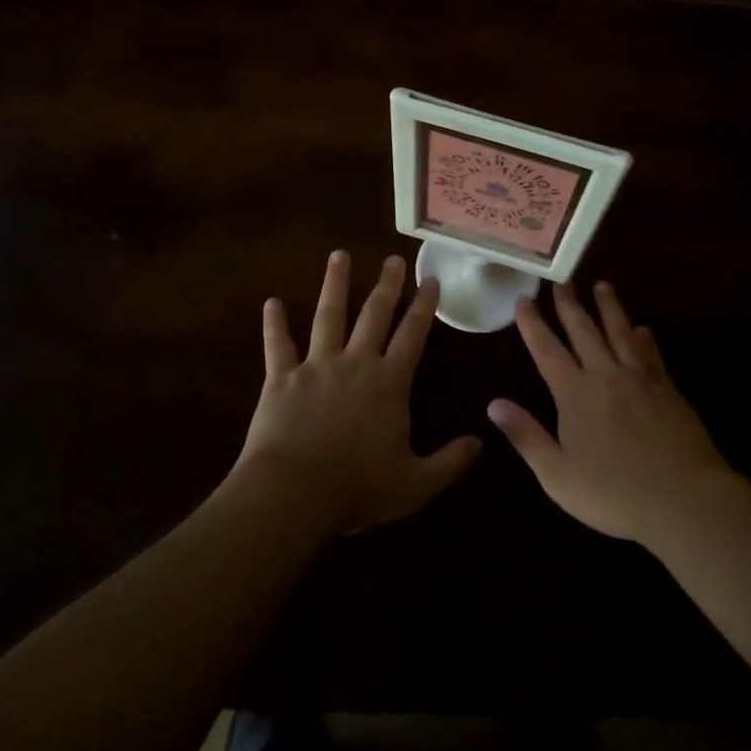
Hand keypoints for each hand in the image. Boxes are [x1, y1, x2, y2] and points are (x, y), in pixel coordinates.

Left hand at [234, 251, 480, 537]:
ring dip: (334, 285)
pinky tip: (270, 303)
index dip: (424, 307)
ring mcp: (316, 366)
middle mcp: (355, 363)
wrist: (292, 494)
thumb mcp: (415, 484)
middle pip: (374, 315)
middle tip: (393, 259)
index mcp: (389, 383)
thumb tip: (480, 443)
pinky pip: (278, 345)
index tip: (431, 281)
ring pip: (328, 317)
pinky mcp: (281, 379)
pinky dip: (273, 324)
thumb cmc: (357, 489)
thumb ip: (450, 462)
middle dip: (386, 285)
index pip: (413, 336)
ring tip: (338, 256)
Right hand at [487, 282, 733, 545]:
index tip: (524, 299)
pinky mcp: (668, 389)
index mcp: (575, 394)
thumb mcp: (557, 474)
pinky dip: (643, 338)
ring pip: (620, 332)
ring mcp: (640, 379)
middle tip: (561, 279)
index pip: (547, 350)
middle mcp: (606, 375)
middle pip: (584, 331)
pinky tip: (642, 329)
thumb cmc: (614, 494)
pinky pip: (651, 354)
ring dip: (609, 308)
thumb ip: (526, 435)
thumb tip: (493, 404)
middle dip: (569, 304)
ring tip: (602, 285)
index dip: (533, 324)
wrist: (684, 499)